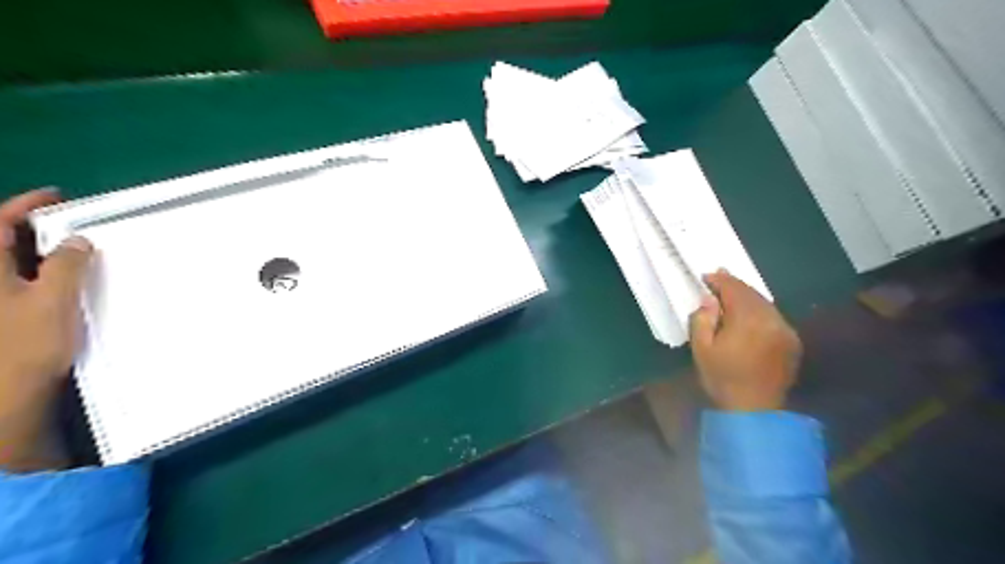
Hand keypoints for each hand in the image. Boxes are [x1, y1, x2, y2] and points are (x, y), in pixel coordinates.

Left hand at [0, 188, 91, 470]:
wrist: (5, 395)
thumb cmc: (24, 345)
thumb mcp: (53, 300)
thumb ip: (67, 265)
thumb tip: (77, 240)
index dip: (25, 205)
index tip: (58, 197)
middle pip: (1, 242)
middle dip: (34, 228)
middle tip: (72, 223)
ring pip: (13, 263)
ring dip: (42, 252)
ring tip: (76, 249)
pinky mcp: (4, 315)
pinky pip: (21, 282)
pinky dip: (43, 273)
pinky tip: (67, 279)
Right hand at [693, 270, 801, 411]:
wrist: (755, 411)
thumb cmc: (722, 379)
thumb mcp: (701, 349)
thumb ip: (703, 319)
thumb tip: (709, 300)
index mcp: (748, 320)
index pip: (734, 289)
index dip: (719, 280)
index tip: (706, 277)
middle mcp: (771, 319)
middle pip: (752, 293)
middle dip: (734, 285)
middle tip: (718, 278)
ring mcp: (785, 330)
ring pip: (765, 303)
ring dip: (748, 296)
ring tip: (732, 294)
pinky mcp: (791, 341)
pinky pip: (774, 316)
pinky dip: (760, 310)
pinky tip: (750, 314)